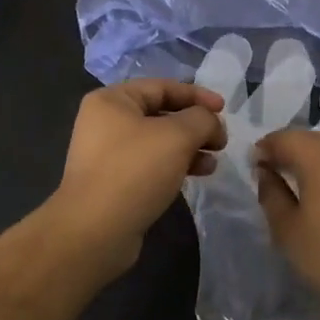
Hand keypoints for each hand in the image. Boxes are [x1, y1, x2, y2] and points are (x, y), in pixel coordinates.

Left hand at [47, 79, 225, 278]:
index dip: (197, 95)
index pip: (162, 87)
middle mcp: (105, 122)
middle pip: (161, 114)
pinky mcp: (114, 182)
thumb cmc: (135, 171)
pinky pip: (151, 164)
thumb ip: (201, 119)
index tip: (224, 108)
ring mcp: (108, 154)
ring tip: (213, 162)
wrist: (95, 231)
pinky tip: (196, 176)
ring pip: (159, 141)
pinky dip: (175, 165)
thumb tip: (210, 122)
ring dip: (189, 147)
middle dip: (195, 125)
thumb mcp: (177, 136)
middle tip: (221, 140)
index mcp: (112, 100)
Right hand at [255, 130, 319, 319]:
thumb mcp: (288, 232)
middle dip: (290, 152)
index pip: (283, 138)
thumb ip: (271, 194)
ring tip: (307, 187)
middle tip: (276, 176)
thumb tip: (265, 172)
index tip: (254, 167)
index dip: (264, 149)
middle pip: (311, 139)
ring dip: (317, 160)